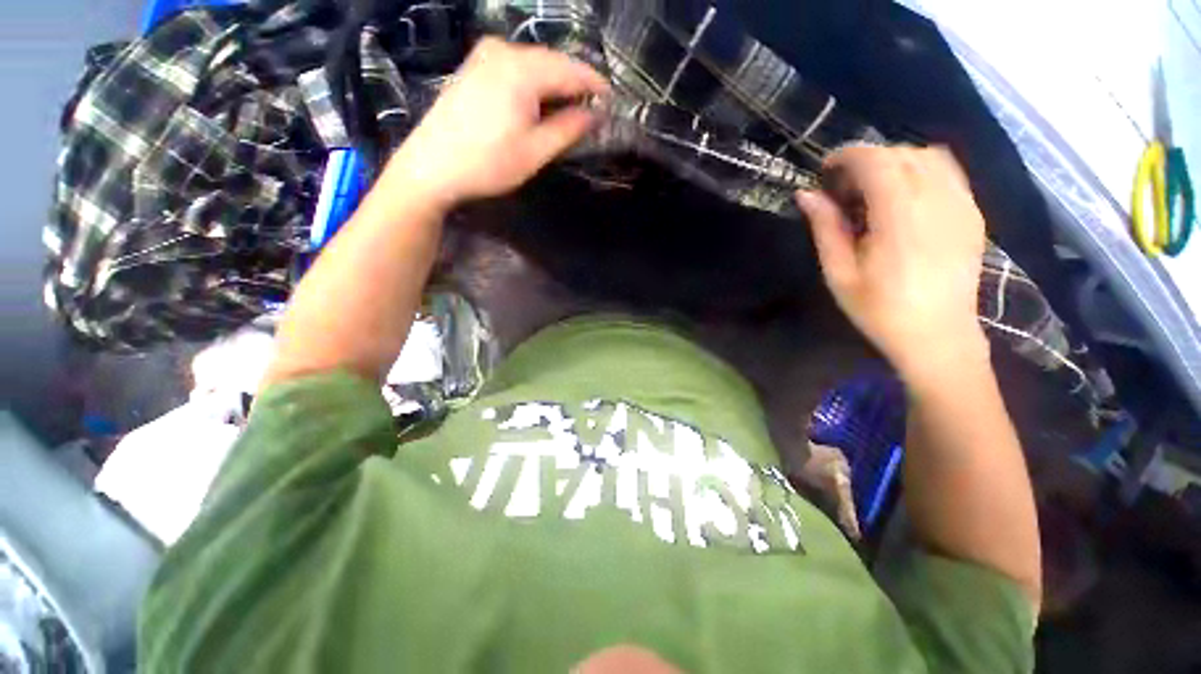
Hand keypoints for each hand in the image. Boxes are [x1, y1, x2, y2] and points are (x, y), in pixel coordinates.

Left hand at [383, 37, 609, 208]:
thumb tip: (595, 115)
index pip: (571, 70)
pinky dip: (534, 83)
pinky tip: (539, 103)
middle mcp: (504, 51)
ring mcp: (485, 56)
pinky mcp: (474, 67)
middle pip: (553, 62)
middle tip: (592, 110)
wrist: (432, 167)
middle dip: (575, 85)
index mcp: (522, 70)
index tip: (612, 103)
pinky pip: (516, 68)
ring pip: (534, 64)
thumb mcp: (535, 151)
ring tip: (570, 110)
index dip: (595, 87)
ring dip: (555, 84)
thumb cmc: (488, 164)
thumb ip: (569, 129)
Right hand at [795, 145, 988, 380]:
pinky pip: (948, 172)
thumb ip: (825, 229)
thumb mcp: (840, 274)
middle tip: (843, 188)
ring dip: (894, 162)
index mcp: (900, 219)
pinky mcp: (973, 213)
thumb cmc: (880, 310)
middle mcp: (937, 202)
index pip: (877, 161)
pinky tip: (903, 197)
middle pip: (902, 154)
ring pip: (928, 157)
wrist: (939, 337)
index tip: (825, 170)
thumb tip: (805, 195)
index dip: (847, 156)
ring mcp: (962, 205)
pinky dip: (920, 170)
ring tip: (872, 190)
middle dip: (867, 160)